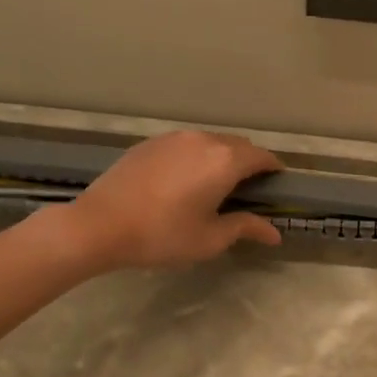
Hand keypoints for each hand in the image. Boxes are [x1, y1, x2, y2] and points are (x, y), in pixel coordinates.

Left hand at [53, 130, 282, 271]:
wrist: (99, 224)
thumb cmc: (162, 235)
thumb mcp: (210, 239)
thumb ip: (245, 228)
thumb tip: (274, 233)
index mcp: (225, 161)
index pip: (262, 157)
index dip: (274, 170)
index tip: (277, 186)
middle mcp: (203, 140)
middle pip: (238, 145)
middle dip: (250, 163)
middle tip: (248, 191)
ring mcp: (174, 138)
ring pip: (211, 142)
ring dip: (222, 158)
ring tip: (216, 185)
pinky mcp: (151, 143)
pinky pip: (186, 145)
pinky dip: (196, 157)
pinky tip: (185, 181)